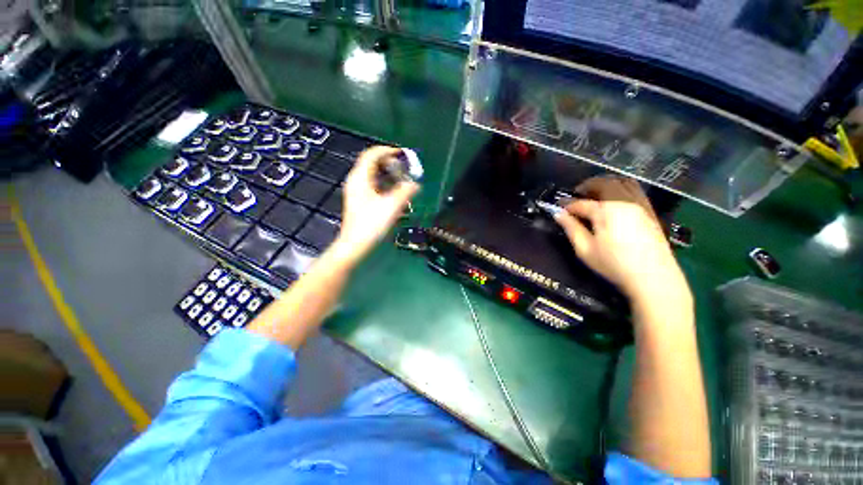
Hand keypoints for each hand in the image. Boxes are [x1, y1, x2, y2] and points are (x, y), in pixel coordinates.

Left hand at [333, 146, 418, 264]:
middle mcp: (356, 181)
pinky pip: (372, 185)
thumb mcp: (392, 206)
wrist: (355, 244)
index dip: (388, 150)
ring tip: (402, 180)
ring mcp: (356, 191)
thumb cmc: (372, 224)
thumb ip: (406, 191)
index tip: (403, 153)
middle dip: (389, 163)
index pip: (372, 154)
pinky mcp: (359, 201)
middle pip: (372, 163)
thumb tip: (416, 184)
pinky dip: (384, 184)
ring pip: (372, 175)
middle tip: (405, 169)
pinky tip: (394, 193)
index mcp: (360, 177)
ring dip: (388, 174)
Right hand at [553, 176, 689, 304]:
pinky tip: (615, 200)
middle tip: (577, 195)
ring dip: (605, 183)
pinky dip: (621, 188)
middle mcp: (624, 201)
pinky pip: (635, 189)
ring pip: (622, 181)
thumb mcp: (585, 249)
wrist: (652, 277)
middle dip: (587, 186)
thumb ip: (571, 229)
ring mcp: (640, 204)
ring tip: (596, 194)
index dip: (568, 205)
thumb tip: (559, 215)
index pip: (581, 203)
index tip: (559, 209)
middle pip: (604, 183)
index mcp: (606, 210)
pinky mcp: (650, 210)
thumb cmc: (614, 264)